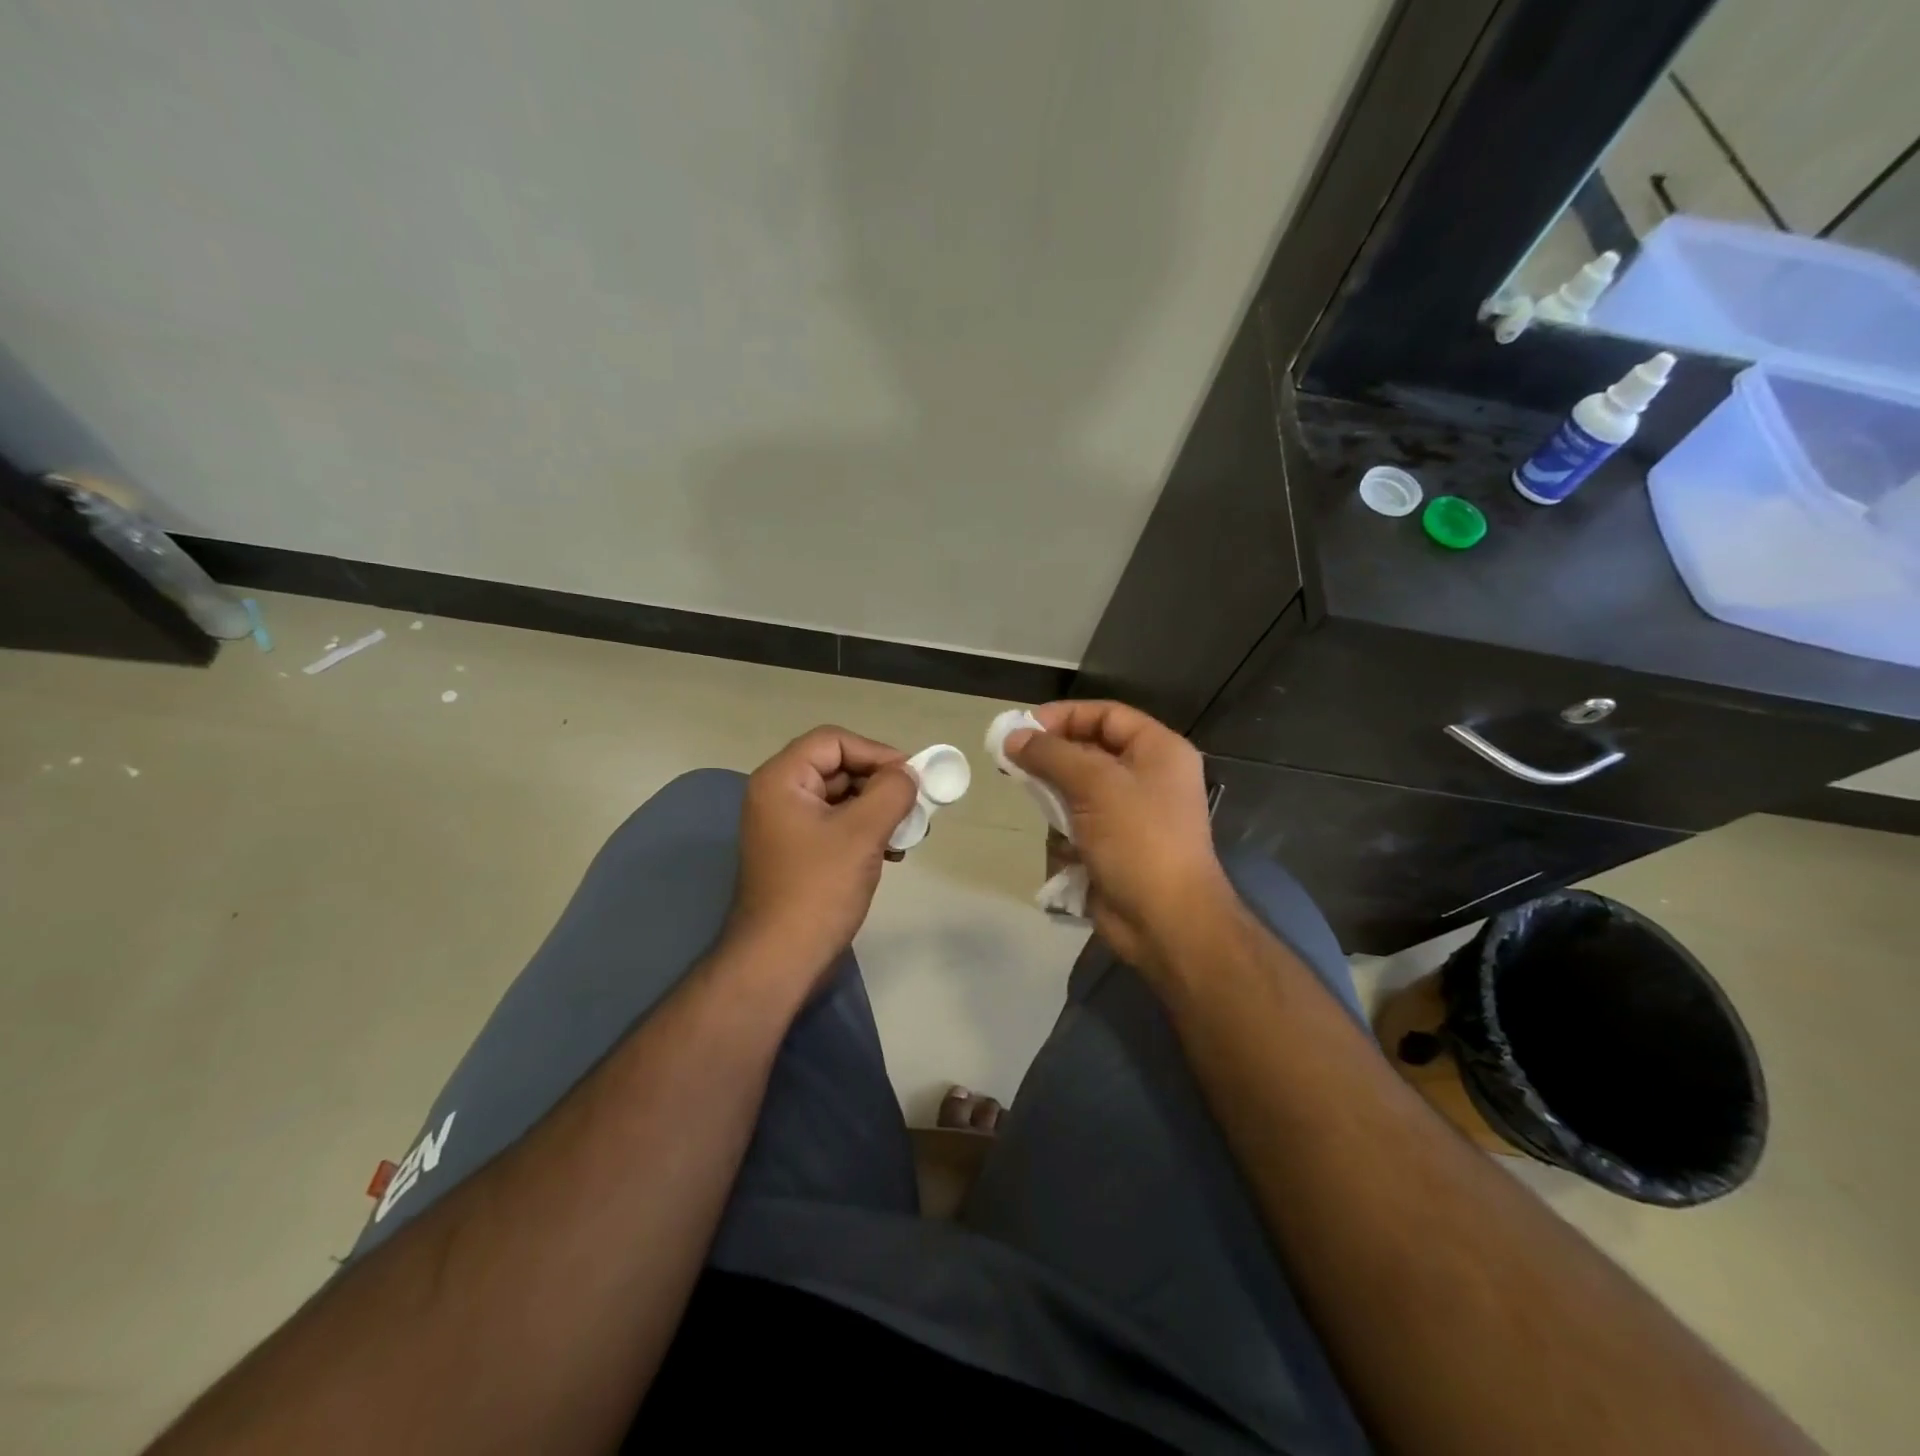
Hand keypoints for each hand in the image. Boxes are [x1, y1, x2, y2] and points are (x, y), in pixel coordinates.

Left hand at [724, 726, 919, 989]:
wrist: (780, 960)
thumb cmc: (818, 890)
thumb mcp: (862, 833)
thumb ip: (891, 792)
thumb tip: (908, 774)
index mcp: (782, 780)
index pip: (834, 741)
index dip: (876, 752)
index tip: (911, 777)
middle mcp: (779, 795)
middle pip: (838, 767)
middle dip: (881, 783)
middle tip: (916, 805)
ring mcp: (787, 827)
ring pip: (842, 798)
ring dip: (878, 810)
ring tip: (910, 833)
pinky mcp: (799, 853)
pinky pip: (837, 826)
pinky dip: (866, 831)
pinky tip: (893, 853)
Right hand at [1007, 701, 1233, 976]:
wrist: (1166, 920)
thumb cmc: (1138, 840)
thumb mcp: (1095, 785)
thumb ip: (1052, 754)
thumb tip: (1013, 736)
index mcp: (1158, 751)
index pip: (1107, 715)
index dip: (1064, 716)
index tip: (1023, 727)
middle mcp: (1148, 776)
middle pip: (1091, 750)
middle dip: (1053, 757)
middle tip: (1012, 762)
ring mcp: (1132, 814)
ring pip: (1080, 789)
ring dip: (1056, 797)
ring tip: (1037, 805)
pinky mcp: (1115, 846)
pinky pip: (1080, 823)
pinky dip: (1066, 830)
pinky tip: (1062, 845)